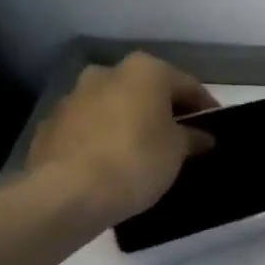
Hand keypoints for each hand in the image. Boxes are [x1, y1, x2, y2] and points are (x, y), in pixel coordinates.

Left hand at [26, 53, 218, 224]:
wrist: (67, 193)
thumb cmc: (136, 160)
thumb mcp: (178, 151)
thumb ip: (192, 137)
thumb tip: (201, 136)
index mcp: (144, 71)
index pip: (186, 85)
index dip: (204, 106)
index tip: (215, 125)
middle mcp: (106, 73)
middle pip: (146, 90)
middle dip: (163, 110)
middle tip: (180, 137)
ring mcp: (73, 97)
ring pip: (114, 106)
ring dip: (130, 122)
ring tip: (144, 152)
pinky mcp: (50, 126)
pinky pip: (89, 128)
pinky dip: (103, 138)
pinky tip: (112, 163)